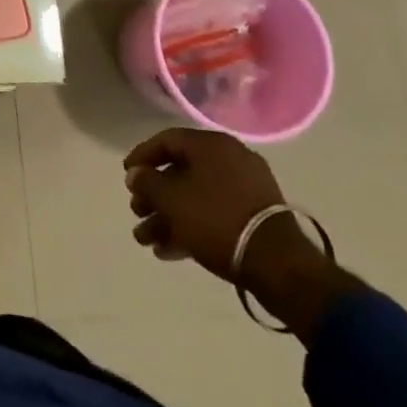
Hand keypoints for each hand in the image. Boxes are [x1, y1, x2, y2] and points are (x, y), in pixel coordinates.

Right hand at [125, 128, 356, 342]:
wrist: (279, 266)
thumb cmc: (217, 219)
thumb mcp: (171, 199)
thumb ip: (148, 182)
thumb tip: (136, 175)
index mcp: (212, 145)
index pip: (167, 141)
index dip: (142, 157)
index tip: (127, 176)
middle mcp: (231, 160)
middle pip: (181, 173)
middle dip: (155, 196)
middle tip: (137, 212)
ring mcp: (247, 190)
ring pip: (197, 198)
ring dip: (169, 217)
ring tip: (147, 241)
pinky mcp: (256, 219)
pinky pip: (215, 215)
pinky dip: (192, 228)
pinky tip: (170, 251)